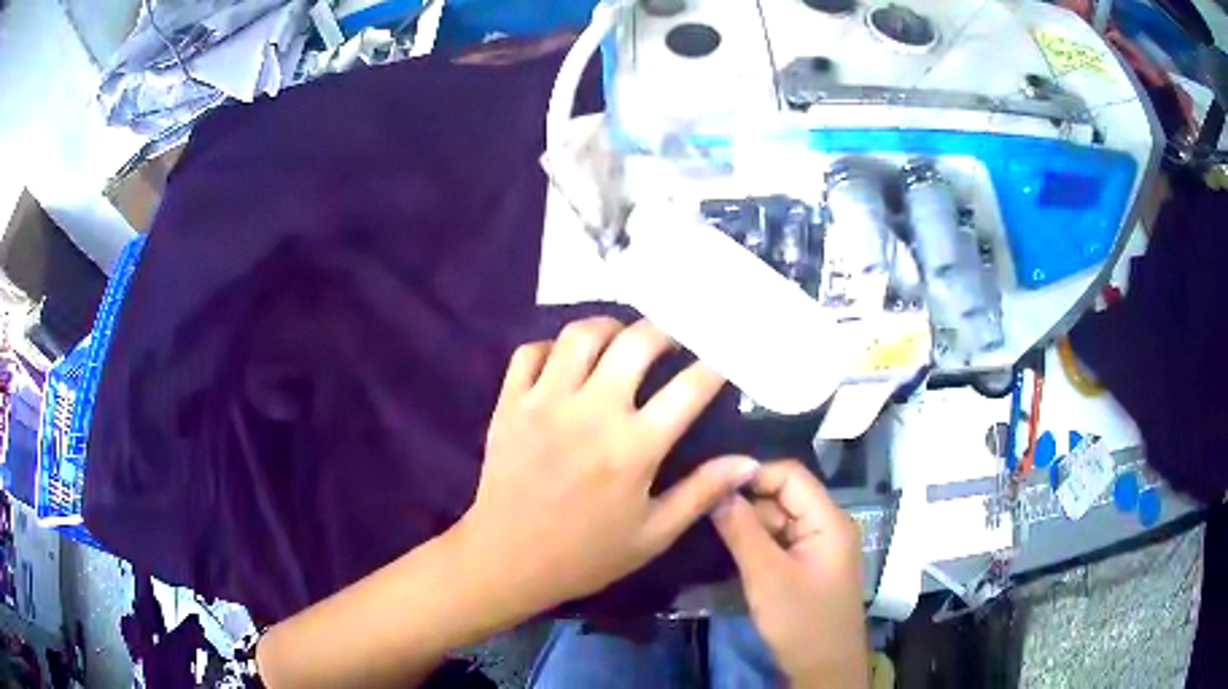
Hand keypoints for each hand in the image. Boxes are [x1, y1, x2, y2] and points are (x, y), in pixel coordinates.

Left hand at [455, 317, 759, 612]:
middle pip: (637, 341)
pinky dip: (553, 348)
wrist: (507, 560)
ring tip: (621, 342)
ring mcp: (545, 402)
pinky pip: (531, 352)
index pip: (690, 388)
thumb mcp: (653, 534)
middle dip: (665, 330)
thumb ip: (702, 493)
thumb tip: (749, 462)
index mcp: (634, 447)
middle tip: (672, 341)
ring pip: (581, 334)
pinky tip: (566, 364)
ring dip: (609, 328)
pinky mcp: (510, 403)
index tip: (724, 357)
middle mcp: (592, 412)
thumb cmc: (586, 554)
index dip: (715, 364)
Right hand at [712, 460, 868, 688]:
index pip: (790, 476)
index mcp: (828, 520)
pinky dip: (755, 544)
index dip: (752, 475)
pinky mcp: (807, 565)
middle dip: (746, 503)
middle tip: (702, 512)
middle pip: (783, 497)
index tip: (712, 486)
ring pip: (777, 521)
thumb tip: (717, 488)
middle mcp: (826, 525)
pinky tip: (728, 549)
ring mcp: (817, 547)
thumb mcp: (767, 576)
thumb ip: (742, 531)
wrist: (823, 668)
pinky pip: (779, 542)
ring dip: (747, 525)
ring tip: (708, 529)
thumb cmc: (801, 621)